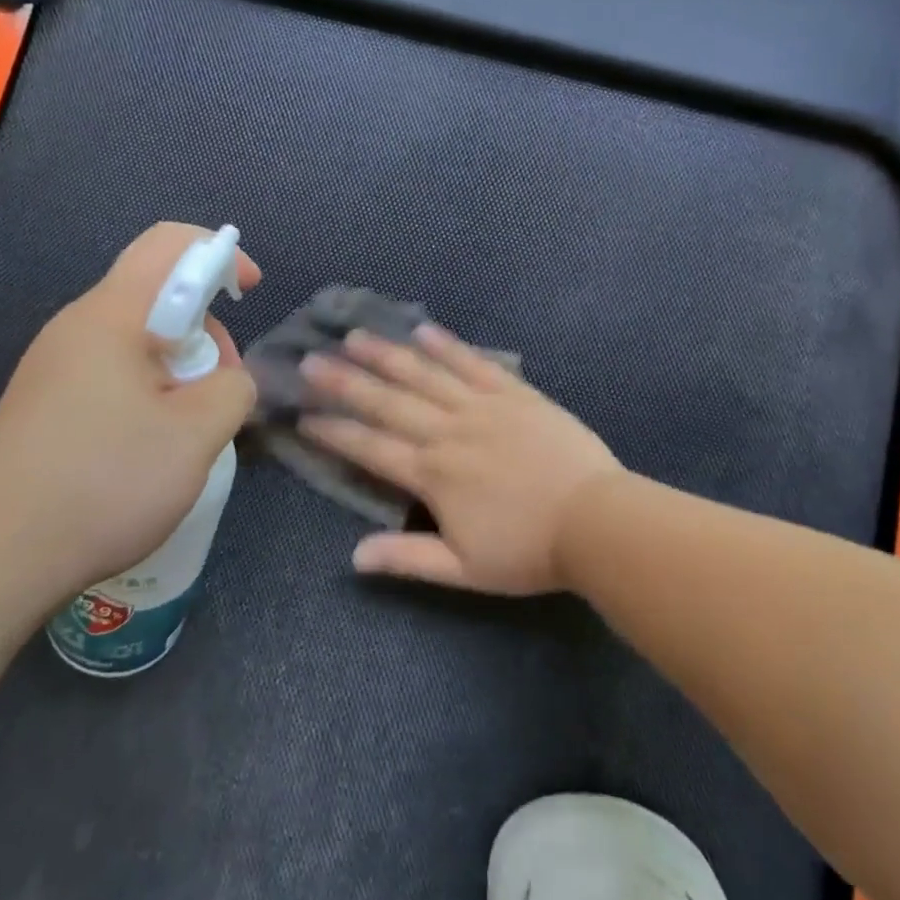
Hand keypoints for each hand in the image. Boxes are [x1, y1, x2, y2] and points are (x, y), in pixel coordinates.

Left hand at [0, 222, 259, 600]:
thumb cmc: (103, 480)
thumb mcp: (195, 434)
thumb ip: (232, 389)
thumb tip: (227, 379)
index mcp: (111, 315)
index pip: (169, 243)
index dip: (219, 254)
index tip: (249, 292)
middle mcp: (77, 327)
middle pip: (156, 296)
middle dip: (204, 329)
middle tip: (220, 389)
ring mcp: (55, 366)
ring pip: (136, 340)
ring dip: (179, 369)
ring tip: (190, 427)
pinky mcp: (46, 403)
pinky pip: (112, 374)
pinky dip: (149, 393)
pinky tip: (152, 446)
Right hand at [298, 324, 622, 594]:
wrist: (596, 521)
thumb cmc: (528, 551)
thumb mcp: (464, 569)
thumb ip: (408, 559)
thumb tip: (353, 557)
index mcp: (432, 474)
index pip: (371, 448)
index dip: (335, 431)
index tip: (303, 415)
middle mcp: (448, 432)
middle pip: (388, 402)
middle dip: (346, 381)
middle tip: (312, 359)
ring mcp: (481, 407)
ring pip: (424, 375)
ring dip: (387, 354)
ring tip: (356, 336)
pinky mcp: (514, 394)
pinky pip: (474, 364)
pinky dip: (447, 346)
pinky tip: (424, 330)